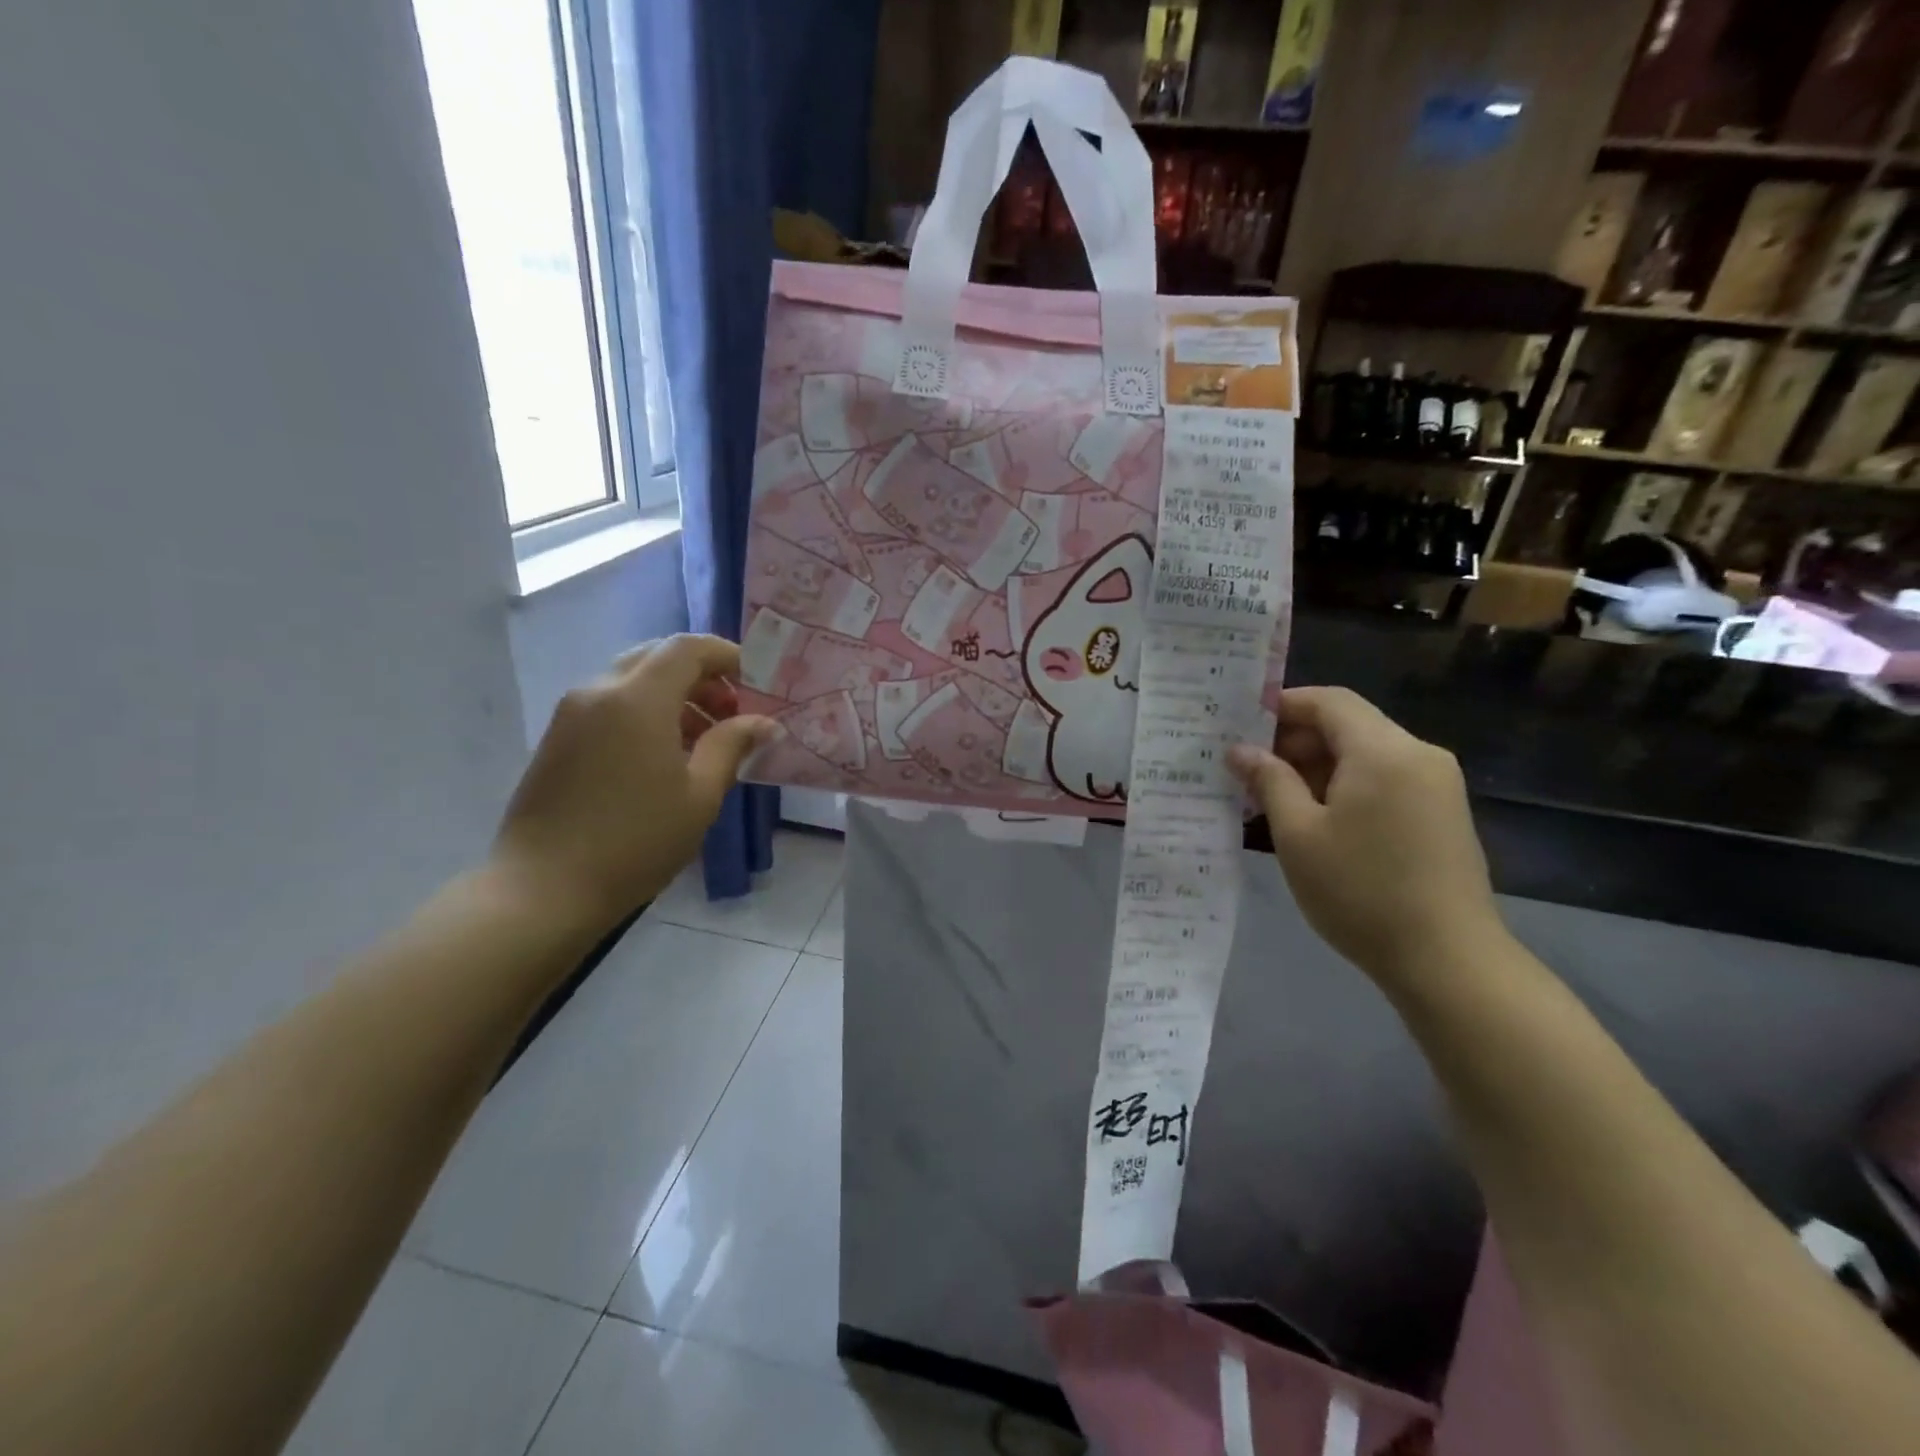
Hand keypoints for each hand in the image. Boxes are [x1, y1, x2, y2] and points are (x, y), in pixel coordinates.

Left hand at [490, 635, 777, 932]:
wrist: (544, 889)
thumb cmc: (635, 841)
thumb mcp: (700, 795)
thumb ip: (732, 746)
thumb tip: (766, 723)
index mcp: (637, 699)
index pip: (687, 648)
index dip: (727, 655)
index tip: (756, 681)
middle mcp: (599, 692)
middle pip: (657, 657)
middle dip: (701, 676)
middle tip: (732, 712)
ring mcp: (572, 714)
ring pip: (632, 681)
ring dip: (675, 696)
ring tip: (705, 739)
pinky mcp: (558, 738)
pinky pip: (611, 704)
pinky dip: (645, 712)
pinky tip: (665, 756)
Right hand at [1227, 687, 1499, 981]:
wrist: (1448, 960)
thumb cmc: (1360, 891)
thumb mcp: (1298, 834)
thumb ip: (1269, 781)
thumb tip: (1241, 750)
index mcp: (1383, 751)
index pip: (1329, 701)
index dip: (1283, 705)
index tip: (1241, 725)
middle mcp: (1417, 755)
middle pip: (1349, 725)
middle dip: (1296, 740)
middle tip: (1248, 769)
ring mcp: (1437, 785)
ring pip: (1366, 754)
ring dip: (1318, 765)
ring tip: (1274, 797)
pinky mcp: (1442, 813)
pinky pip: (1385, 779)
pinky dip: (1346, 785)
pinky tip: (1316, 818)